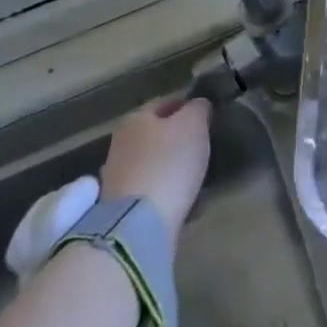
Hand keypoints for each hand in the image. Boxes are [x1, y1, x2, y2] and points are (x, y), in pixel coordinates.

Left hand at [99, 95, 211, 242]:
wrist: (138, 224)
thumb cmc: (168, 163)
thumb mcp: (193, 125)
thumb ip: (198, 108)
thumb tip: (198, 105)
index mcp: (135, 118)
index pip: (165, 102)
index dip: (188, 104)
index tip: (209, 114)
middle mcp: (120, 143)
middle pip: (157, 133)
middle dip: (179, 137)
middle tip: (206, 144)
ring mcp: (117, 177)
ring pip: (154, 162)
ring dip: (174, 166)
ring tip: (199, 174)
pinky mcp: (122, 206)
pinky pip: (153, 190)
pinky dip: (169, 191)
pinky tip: (187, 198)